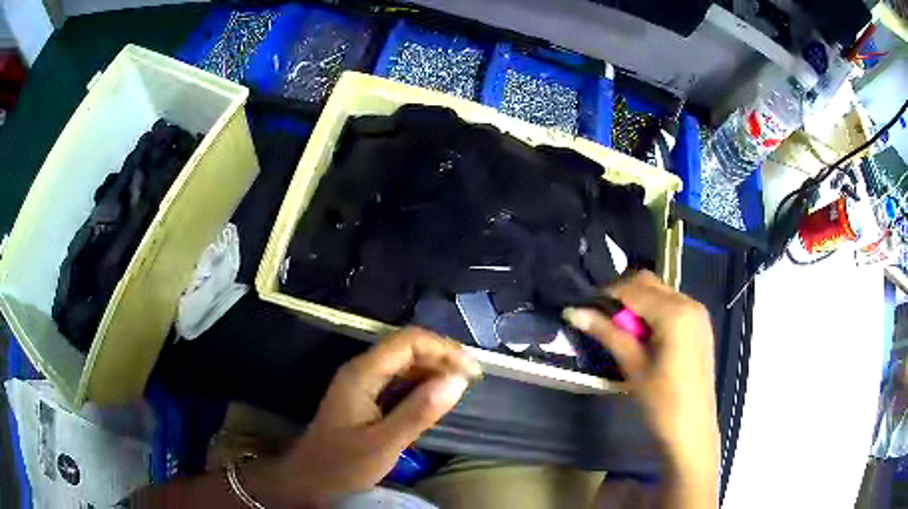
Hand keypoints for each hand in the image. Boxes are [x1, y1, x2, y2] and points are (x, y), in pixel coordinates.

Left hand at [247, 327, 480, 506]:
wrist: (309, 480)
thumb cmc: (343, 464)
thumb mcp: (385, 443)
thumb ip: (420, 411)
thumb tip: (459, 380)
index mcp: (362, 373)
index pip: (408, 341)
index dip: (443, 349)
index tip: (471, 371)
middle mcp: (361, 370)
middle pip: (407, 347)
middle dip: (442, 358)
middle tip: (472, 380)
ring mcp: (362, 383)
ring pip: (404, 363)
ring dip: (434, 370)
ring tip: (461, 387)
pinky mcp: (366, 397)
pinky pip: (399, 381)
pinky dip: (422, 385)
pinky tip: (437, 399)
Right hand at [563, 272, 718, 479]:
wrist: (692, 431)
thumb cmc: (662, 402)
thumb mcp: (633, 366)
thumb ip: (607, 332)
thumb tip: (573, 311)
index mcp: (675, 312)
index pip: (632, 289)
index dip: (605, 297)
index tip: (585, 312)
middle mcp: (689, 303)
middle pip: (648, 284)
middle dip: (622, 296)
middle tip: (603, 323)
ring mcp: (698, 313)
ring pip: (660, 293)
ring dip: (638, 304)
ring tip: (622, 334)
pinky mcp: (700, 325)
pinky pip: (672, 305)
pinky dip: (653, 312)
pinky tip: (645, 338)